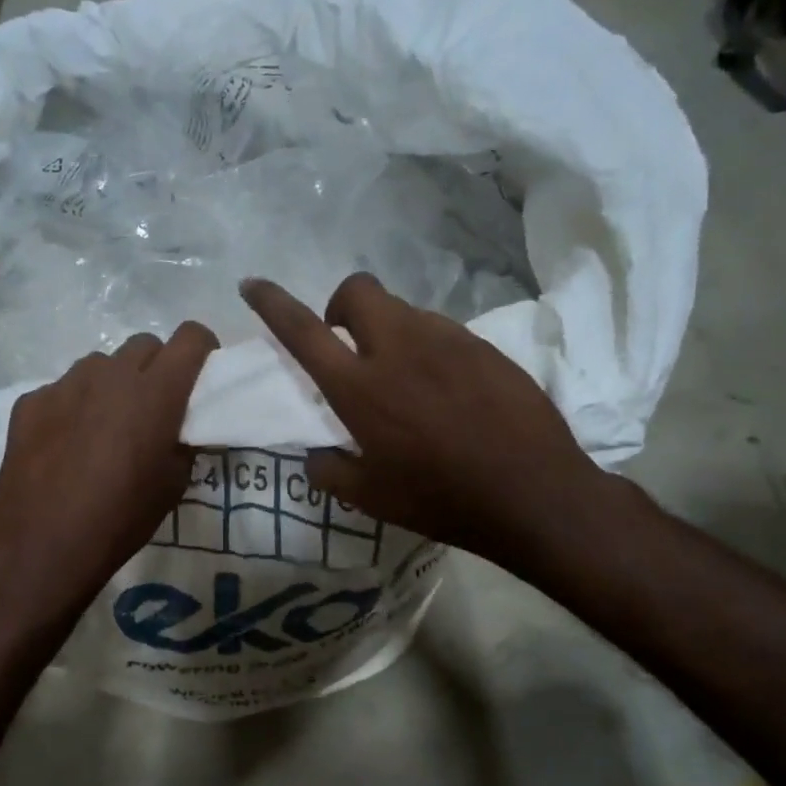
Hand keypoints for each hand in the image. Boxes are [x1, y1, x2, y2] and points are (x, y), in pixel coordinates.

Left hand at [0, 324, 217, 613]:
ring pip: (100, 365)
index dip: (201, 350)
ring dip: (112, 385)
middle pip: (144, 344)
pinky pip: (63, 389)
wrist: (43, 545)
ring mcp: (65, 384)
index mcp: (155, 392)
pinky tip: (65, 444)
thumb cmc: (121, 518)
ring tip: (104, 426)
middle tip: (152, 407)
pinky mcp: (30, 401)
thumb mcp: (173, 485)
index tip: (198, 375)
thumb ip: (183, 441)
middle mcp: (111, 374)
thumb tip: (180, 427)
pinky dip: (73, 406)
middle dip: (156, 367)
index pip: (191, 336)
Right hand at [241, 274, 616, 565]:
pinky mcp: (485, 347)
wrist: (533, 494)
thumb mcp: (371, 499)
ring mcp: (448, 341)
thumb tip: (315, 455)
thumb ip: (329, 471)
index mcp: (361, 388)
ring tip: (407, 381)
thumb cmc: (440, 499)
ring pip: (404, 311)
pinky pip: (443, 333)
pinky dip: (429, 350)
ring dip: (389, 332)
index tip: (253, 285)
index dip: (272, 303)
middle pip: (359, 291)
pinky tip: (448, 392)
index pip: (304, 331)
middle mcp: (400, 349)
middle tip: (350, 346)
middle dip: (342, 305)